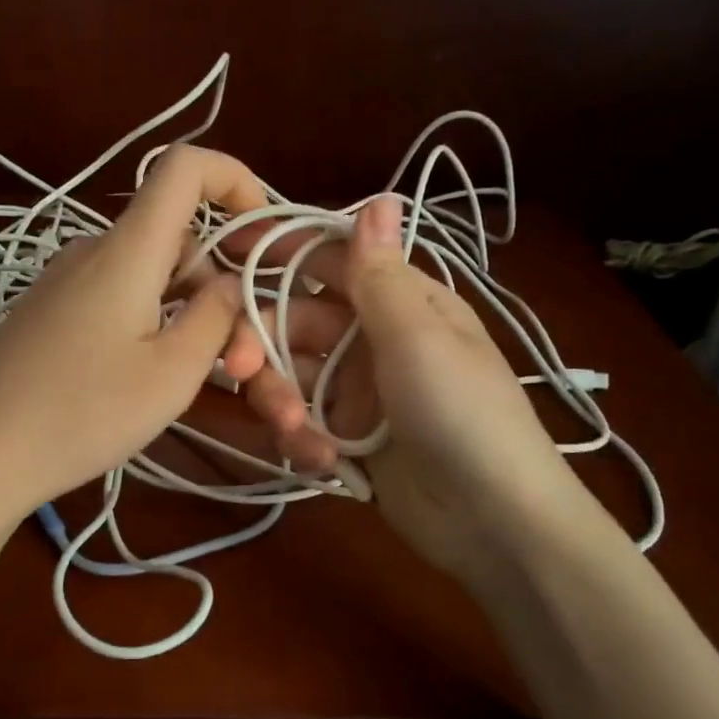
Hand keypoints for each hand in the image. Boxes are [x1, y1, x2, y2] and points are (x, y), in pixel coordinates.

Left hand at [0, 145, 269, 517]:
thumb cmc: (83, 412)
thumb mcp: (172, 373)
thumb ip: (216, 318)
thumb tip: (233, 282)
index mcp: (128, 248)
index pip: (185, 166)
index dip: (235, 180)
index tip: (262, 235)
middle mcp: (92, 249)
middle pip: (175, 234)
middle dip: (217, 282)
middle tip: (233, 358)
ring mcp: (63, 280)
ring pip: (148, 270)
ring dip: (185, 307)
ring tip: (187, 376)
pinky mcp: (47, 311)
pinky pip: (115, 294)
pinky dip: (149, 318)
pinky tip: (141, 376)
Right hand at [224, 195, 590, 585]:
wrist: (493, 521)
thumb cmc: (462, 413)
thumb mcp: (418, 337)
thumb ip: (379, 275)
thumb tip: (378, 196)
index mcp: (400, 302)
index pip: (330, 261)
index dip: (280, 251)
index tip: (225, 250)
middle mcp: (373, 339)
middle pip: (294, 323)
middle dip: (262, 345)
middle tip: (237, 370)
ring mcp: (358, 392)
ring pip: (290, 377)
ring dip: (281, 401)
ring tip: (297, 432)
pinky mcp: (348, 438)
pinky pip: (303, 424)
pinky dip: (303, 440)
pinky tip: (323, 461)